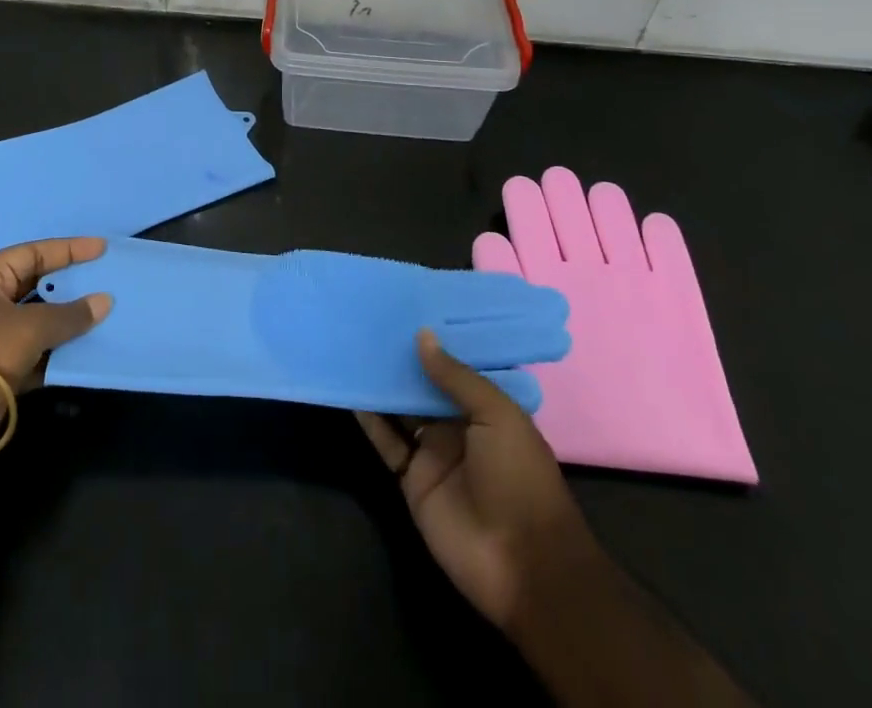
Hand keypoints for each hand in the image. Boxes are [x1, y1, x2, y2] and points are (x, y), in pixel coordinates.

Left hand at [0, 237, 113, 461]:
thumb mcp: (31, 327)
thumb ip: (70, 314)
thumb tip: (105, 301)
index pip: (34, 253)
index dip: (69, 250)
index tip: (101, 248)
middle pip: (38, 285)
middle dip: (71, 284)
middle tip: (106, 278)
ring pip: (41, 320)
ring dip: (69, 319)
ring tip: (105, 312)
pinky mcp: (3, 368)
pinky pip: (40, 351)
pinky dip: (61, 351)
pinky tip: (89, 348)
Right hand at [357, 329, 594, 629]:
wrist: (523, 566)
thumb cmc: (520, 480)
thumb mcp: (498, 417)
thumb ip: (457, 377)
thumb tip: (421, 334)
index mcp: (487, 409)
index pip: (456, 367)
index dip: (433, 341)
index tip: (405, 306)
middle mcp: (458, 426)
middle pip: (423, 385)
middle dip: (401, 358)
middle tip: (369, 319)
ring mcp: (433, 452)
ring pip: (400, 409)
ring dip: (380, 383)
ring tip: (352, 345)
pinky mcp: (410, 477)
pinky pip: (386, 441)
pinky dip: (368, 418)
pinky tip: (348, 390)